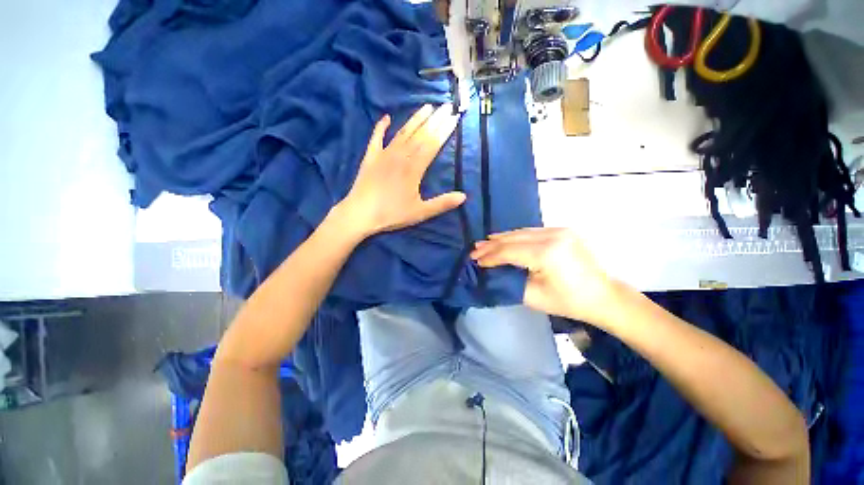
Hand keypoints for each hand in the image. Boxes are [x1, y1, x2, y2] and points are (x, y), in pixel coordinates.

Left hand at [339, 104, 464, 237]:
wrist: (360, 214)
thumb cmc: (392, 214)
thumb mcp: (420, 212)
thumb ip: (442, 203)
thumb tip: (463, 196)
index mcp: (414, 168)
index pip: (432, 144)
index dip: (444, 130)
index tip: (454, 117)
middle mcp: (400, 156)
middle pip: (420, 135)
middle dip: (435, 120)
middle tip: (447, 105)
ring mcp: (384, 154)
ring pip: (402, 132)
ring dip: (415, 119)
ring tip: (426, 106)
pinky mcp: (370, 157)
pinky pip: (376, 138)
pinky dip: (380, 127)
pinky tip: (385, 118)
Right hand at [470, 228, 617, 325]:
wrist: (603, 296)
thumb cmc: (568, 302)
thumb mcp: (534, 297)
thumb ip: (509, 281)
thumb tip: (492, 271)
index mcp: (546, 254)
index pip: (509, 251)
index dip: (490, 256)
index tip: (474, 260)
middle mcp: (552, 236)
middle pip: (513, 238)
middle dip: (492, 245)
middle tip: (474, 249)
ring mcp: (559, 230)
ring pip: (521, 232)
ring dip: (502, 238)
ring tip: (485, 242)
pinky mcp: (562, 231)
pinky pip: (532, 231)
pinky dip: (516, 236)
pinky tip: (505, 238)